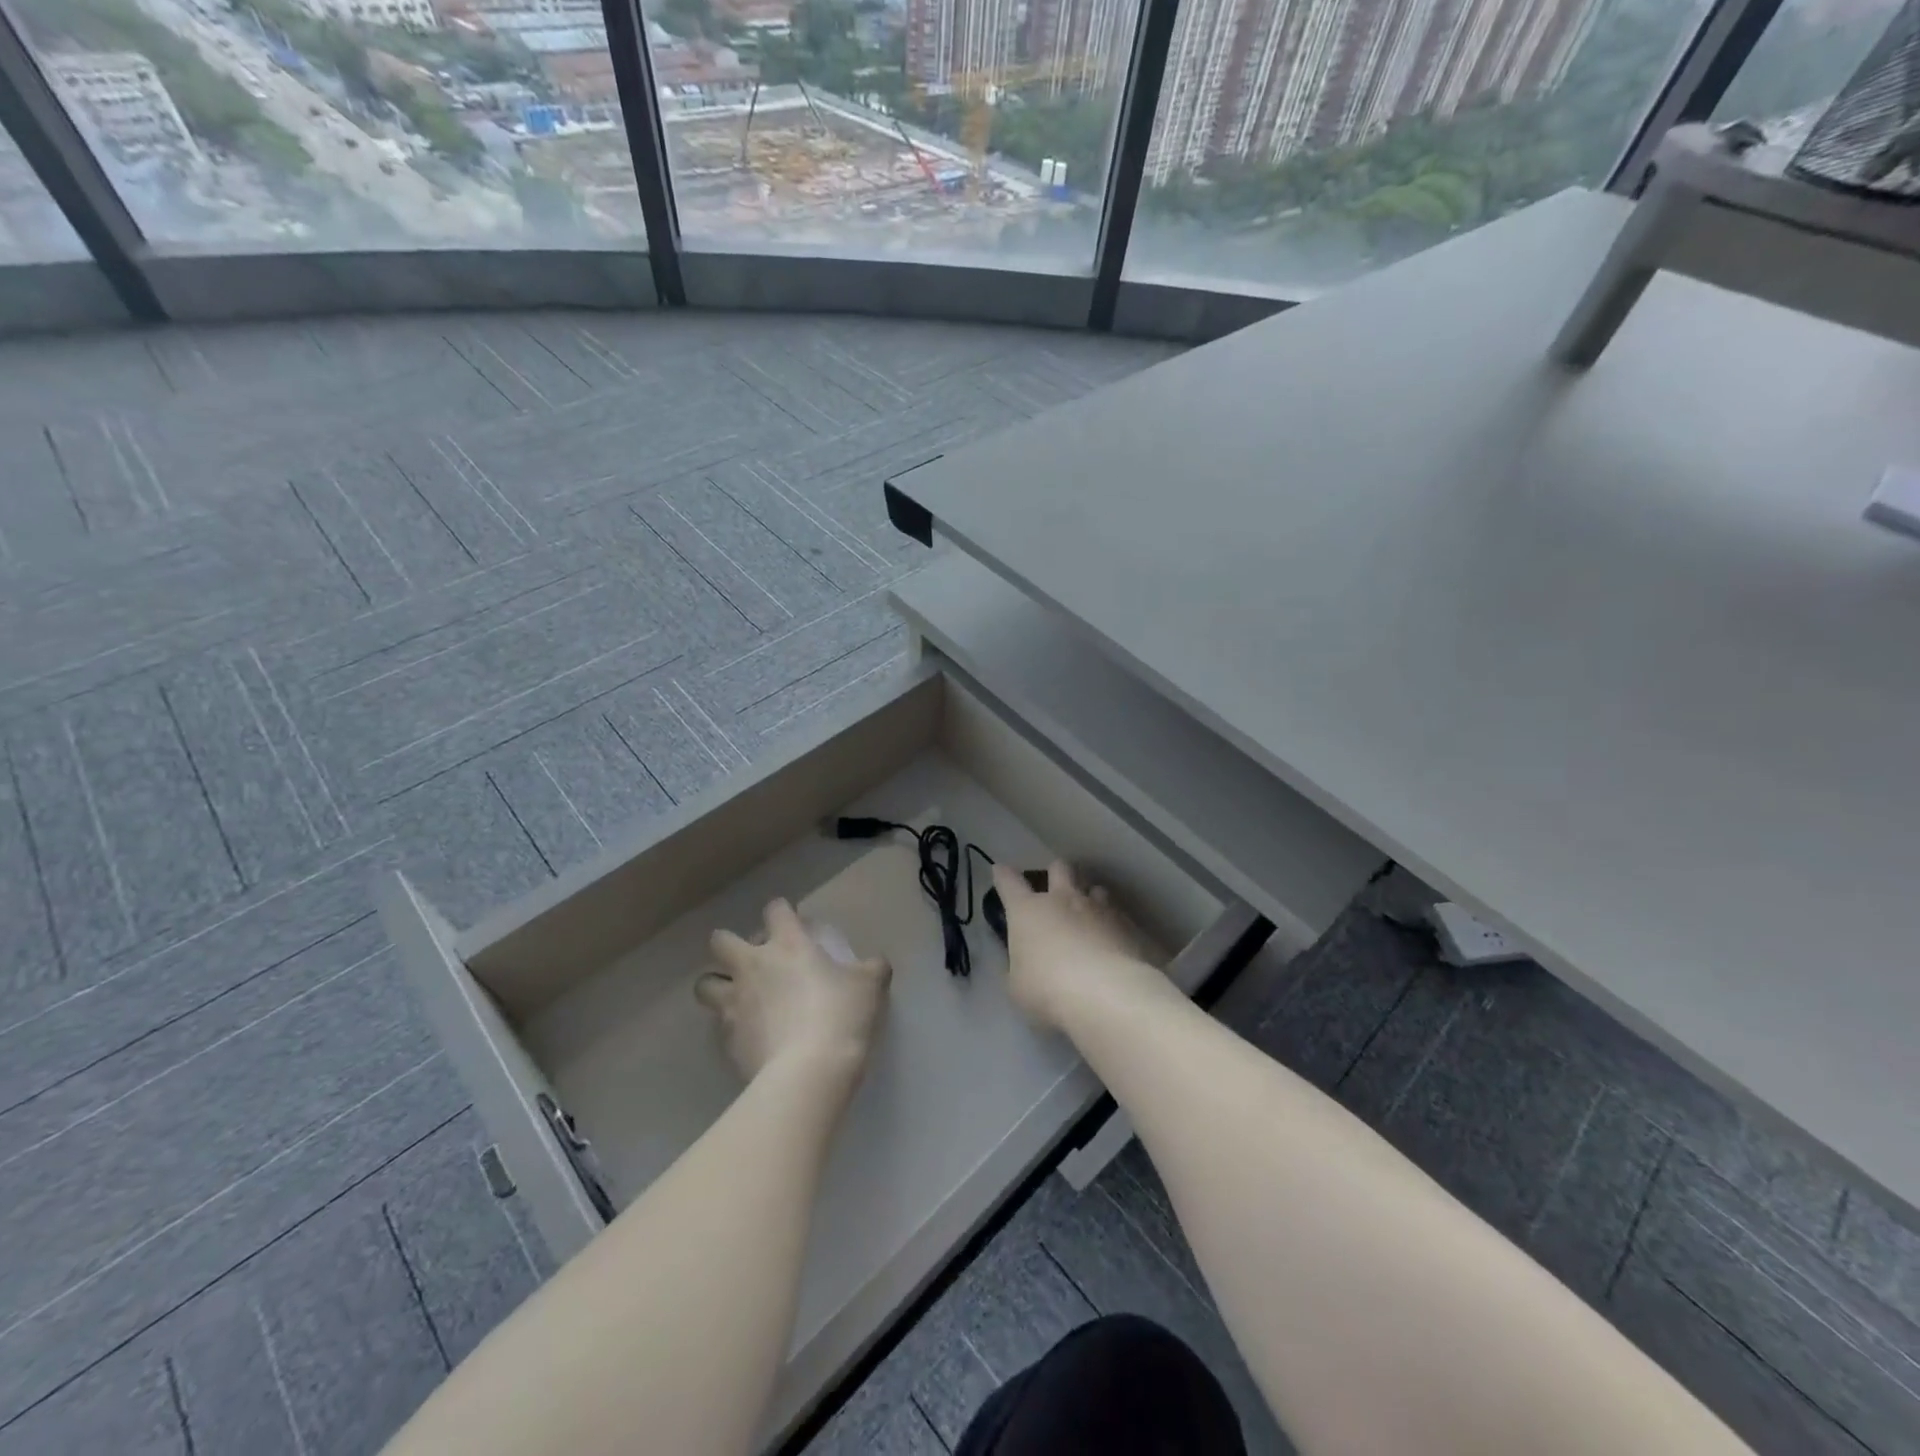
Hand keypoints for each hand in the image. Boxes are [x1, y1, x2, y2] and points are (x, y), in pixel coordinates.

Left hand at [695, 899, 890, 1082]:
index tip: (790, 920)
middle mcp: (752, 966)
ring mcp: (734, 1003)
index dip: (781, 911)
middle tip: (750, 959)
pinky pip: (719, 1025)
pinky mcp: (726, 1040)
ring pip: (705, 983)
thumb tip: (877, 963)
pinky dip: (730, 1025)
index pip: (776, 910)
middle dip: (729, 945)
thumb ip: (872, 969)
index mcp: (788, 945)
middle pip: (720, 941)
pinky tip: (750, 1035)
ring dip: (717, 984)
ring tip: (736, 996)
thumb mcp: (870, 986)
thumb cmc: (841, 1016)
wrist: (809, 1072)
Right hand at [992, 861, 1156, 1032]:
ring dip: (1090, 897)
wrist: (1108, 994)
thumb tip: (1024, 961)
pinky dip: (1114, 925)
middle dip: (1056, 873)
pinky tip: (1116, 944)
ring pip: (1095, 887)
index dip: (1003, 875)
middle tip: (1056, 888)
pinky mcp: (1128, 924)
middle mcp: (1063, 899)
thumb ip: (1018, 968)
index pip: (1009, 883)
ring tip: (1091, 916)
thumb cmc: (1049, 990)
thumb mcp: (1018, 987)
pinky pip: (1120, 915)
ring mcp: (1099, 908)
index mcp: (1028, 911)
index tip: (1000, 871)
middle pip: (1059, 868)